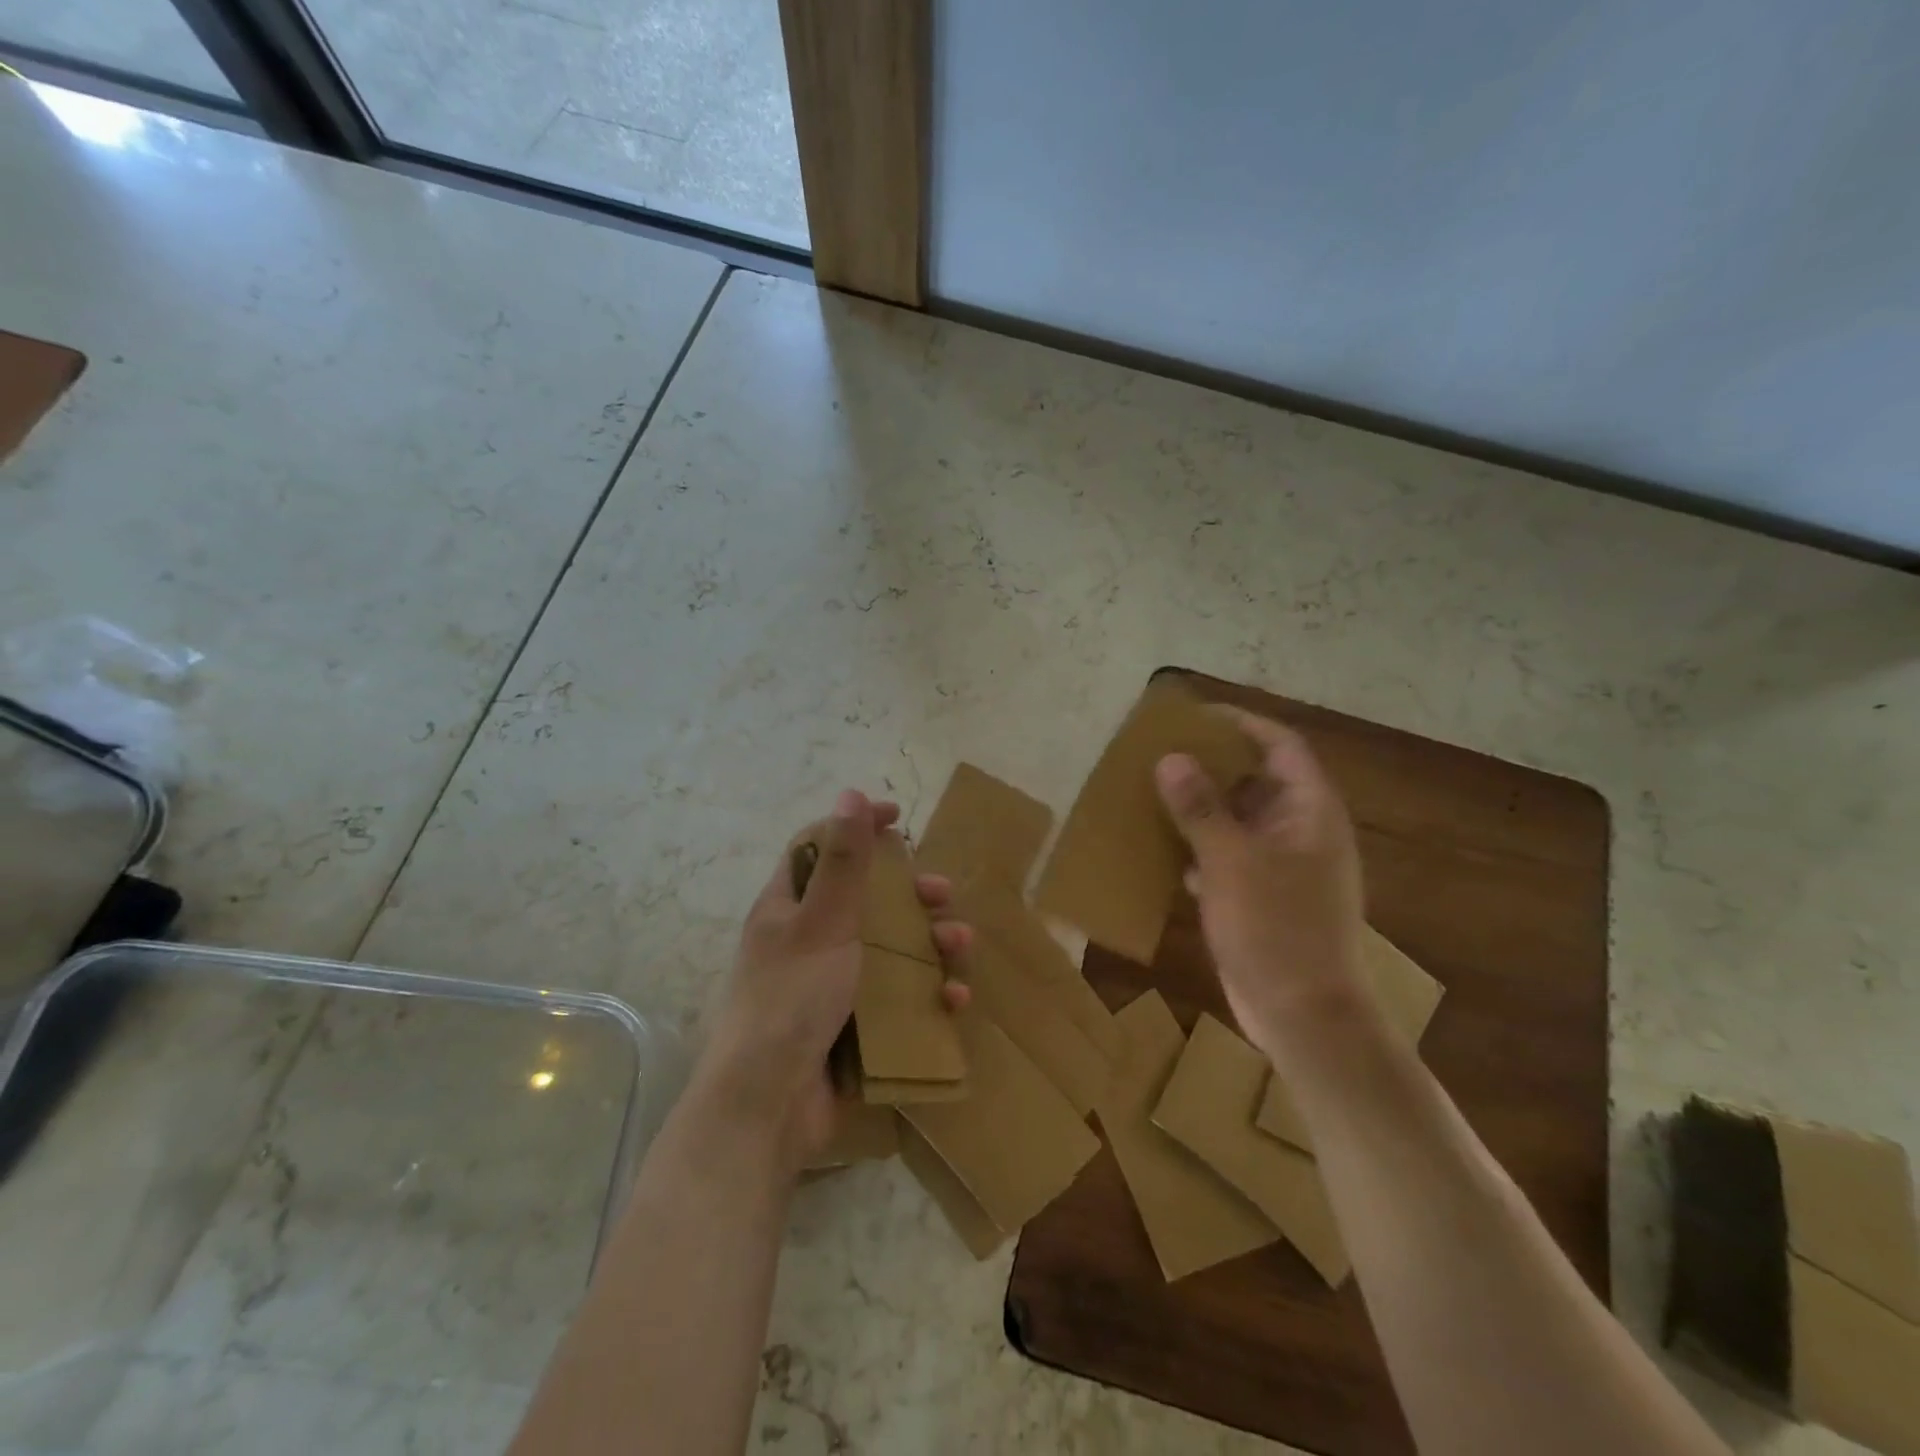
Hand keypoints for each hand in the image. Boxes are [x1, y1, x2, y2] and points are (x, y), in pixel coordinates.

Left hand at [702, 789, 971, 1163]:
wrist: (769, 1107)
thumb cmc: (791, 999)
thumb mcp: (822, 922)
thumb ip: (843, 860)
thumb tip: (851, 791)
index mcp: (789, 908)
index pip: (822, 848)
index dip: (857, 827)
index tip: (898, 817)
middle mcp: (810, 941)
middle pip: (867, 900)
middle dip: (909, 893)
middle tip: (940, 893)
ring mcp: (833, 986)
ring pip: (892, 949)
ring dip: (931, 942)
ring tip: (960, 944)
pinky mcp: (856, 1027)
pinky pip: (900, 999)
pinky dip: (928, 994)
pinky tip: (952, 999)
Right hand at [1155, 710, 1370, 1060]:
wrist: (1304, 1016)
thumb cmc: (1276, 929)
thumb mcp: (1232, 862)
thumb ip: (1200, 808)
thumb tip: (1171, 758)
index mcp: (1309, 810)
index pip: (1279, 745)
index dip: (1240, 723)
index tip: (1194, 715)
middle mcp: (1300, 829)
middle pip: (1256, 779)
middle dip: (1211, 764)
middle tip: (1161, 752)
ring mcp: (1283, 865)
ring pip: (1238, 820)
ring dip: (1200, 807)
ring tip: (1152, 792)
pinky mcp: (1263, 896)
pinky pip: (1228, 856)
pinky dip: (1199, 848)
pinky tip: (1163, 850)